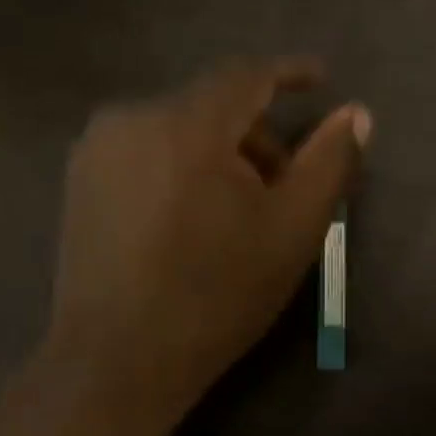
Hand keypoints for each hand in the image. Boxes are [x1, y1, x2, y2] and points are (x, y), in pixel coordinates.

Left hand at [44, 58, 370, 435]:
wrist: (118, 362)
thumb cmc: (216, 296)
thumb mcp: (292, 230)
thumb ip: (329, 162)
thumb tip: (356, 113)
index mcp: (186, 125)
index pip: (247, 75)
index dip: (289, 73)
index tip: (321, 80)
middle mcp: (131, 118)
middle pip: (212, 105)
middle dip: (256, 136)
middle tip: (284, 186)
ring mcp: (96, 149)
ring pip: (177, 128)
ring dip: (218, 153)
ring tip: (237, 211)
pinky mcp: (78, 179)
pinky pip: (145, 150)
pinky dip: (180, 166)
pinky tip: (190, 218)